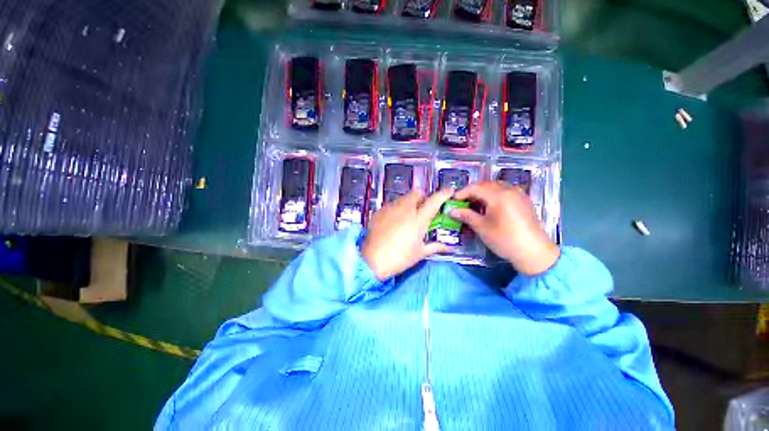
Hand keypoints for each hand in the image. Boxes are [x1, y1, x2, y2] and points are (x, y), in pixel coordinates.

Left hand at [362, 188, 453, 279]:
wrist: (372, 260)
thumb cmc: (399, 257)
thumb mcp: (419, 253)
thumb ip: (435, 247)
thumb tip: (449, 248)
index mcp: (418, 219)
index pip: (434, 201)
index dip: (443, 194)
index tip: (449, 191)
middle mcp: (405, 209)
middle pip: (416, 193)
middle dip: (422, 197)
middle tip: (423, 208)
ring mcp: (390, 209)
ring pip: (403, 198)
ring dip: (409, 202)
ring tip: (407, 216)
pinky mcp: (379, 211)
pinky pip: (391, 204)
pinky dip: (396, 209)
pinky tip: (393, 221)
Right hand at [451, 181, 559, 275]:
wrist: (534, 252)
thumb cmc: (505, 239)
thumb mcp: (482, 228)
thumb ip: (466, 216)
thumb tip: (452, 211)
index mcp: (498, 195)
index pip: (475, 188)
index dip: (462, 193)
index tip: (452, 201)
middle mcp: (509, 190)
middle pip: (486, 184)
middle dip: (472, 191)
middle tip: (462, 202)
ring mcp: (519, 194)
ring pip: (496, 186)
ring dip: (483, 192)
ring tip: (474, 203)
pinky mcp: (524, 200)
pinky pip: (505, 191)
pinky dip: (493, 194)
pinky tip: (489, 205)